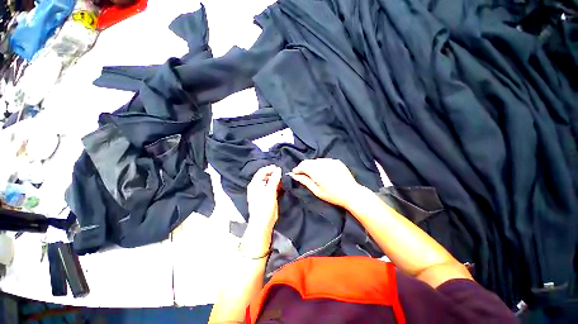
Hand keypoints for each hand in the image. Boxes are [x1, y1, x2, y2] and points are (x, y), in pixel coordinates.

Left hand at [245, 165, 281, 247]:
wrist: (263, 222)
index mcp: (255, 184)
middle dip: (274, 174)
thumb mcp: (270, 191)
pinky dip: (277, 186)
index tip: (279, 168)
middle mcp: (257, 186)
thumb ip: (274, 179)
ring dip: (276, 180)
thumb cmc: (264, 206)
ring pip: (270, 182)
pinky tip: (282, 186)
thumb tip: (278, 169)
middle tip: (283, 174)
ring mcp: (262, 192)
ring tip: (284, 179)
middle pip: (266, 176)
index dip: (270, 169)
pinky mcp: (267, 197)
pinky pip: (272, 188)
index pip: (262, 171)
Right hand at [289, 158, 363, 207]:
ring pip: (316, 160)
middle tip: (303, 175)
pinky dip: (320, 164)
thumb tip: (294, 176)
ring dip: (311, 165)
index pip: (303, 165)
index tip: (295, 174)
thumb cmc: (333, 196)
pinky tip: (323, 172)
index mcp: (318, 172)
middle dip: (303, 167)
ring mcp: (331, 161)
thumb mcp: (317, 191)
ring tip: (313, 174)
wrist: (352, 193)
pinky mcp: (336, 161)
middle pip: (308, 161)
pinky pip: (324, 160)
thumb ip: (305, 181)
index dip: (297, 169)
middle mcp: (323, 164)